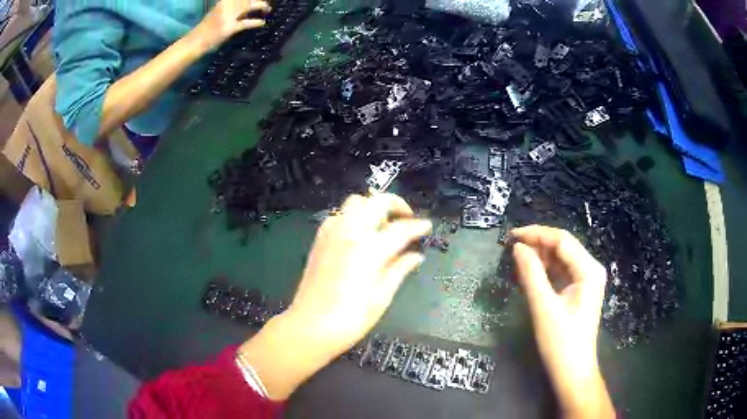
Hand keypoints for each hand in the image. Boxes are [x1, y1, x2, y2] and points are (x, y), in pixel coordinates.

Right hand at [190, 0, 271, 50]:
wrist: (195, 42)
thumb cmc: (206, 29)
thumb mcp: (218, 12)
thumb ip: (230, 7)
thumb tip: (245, 5)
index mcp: (223, 2)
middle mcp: (226, 6)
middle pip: (248, 0)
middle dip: (260, 1)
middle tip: (267, 5)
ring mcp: (227, 17)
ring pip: (249, 7)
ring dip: (262, 7)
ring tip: (268, 10)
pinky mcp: (229, 28)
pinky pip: (246, 23)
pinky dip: (256, 22)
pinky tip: (262, 22)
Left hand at [240, 194, 430, 399]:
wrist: (310, 326)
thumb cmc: (351, 318)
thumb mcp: (382, 296)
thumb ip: (400, 269)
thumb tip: (416, 256)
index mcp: (368, 248)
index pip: (400, 229)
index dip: (417, 226)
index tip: (427, 226)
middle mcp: (349, 232)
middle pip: (376, 202)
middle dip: (396, 205)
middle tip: (407, 220)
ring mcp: (331, 233)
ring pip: (356, 202)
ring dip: (373, 207)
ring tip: (384, 226)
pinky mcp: (320, 239)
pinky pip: (340, 215)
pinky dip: (355, 216)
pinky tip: (360, 235)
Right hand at [511, 225, 613, 417]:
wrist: (572, 371)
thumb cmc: (560, 342)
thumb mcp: (543, 307)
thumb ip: (531, 274)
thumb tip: (518, 248)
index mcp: (589, 270)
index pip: (562, 240)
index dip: (536, 234)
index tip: (511, 236)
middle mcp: (591, 269)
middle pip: (564, 246)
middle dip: (538, 244)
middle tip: (512, 248)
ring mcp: (587, 279)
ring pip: (562, 258)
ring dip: (541, 257)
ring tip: (518, 262)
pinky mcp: (581, 289)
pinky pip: (562, 271)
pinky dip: (546, 270)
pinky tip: (531, 274)